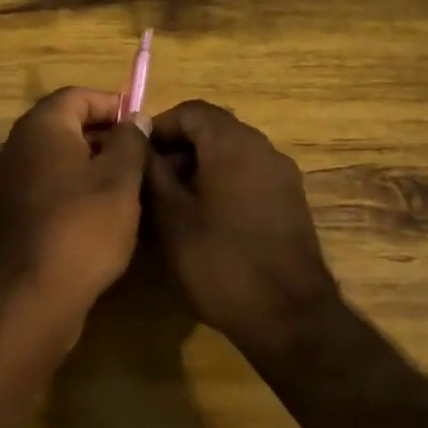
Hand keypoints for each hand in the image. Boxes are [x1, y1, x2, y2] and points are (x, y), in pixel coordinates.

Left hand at [0, 88, 149, 327]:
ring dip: (88, 166)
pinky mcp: (6, 217)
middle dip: (102, 136)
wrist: (27, 299)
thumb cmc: (82, 229)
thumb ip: (130, 142)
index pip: (76, 96)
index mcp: (40, 128)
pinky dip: (69, 192)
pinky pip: (43, 189)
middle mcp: (15, 148)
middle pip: (62, 127)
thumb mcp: (120, 180)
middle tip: (138, 158)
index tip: (140, 125)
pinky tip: (96, 218)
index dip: (112, 103)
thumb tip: (133, 119)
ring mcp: (6, 184)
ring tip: (124, 188)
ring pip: (53, 160)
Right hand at [145, 100, 338, 347]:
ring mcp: (282, 175)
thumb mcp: (172, 217)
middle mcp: (263, 148)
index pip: (191, 111)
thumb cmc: (221, 262)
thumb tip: (140, 141)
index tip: (136, 156)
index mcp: (233, 144)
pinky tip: (204, 218)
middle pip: (213, 129)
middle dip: (178, 148)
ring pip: (231, 153)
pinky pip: (249, 175)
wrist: (288, 316)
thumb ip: (154, 172)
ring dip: (198, 167)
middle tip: (149, 182)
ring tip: (171, 203)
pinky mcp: (290, 201)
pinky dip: (222, 182)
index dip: (159, 127)